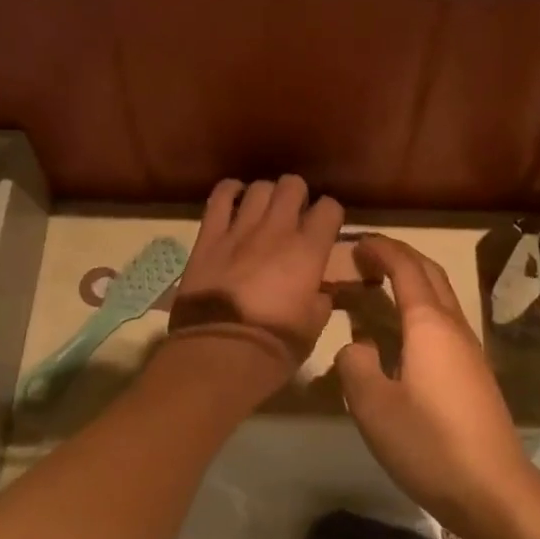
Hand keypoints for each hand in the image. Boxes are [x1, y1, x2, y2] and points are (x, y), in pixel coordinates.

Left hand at [166, 177, 343, 386]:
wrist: (220, 352)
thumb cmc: (274, 345)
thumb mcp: (313, 327)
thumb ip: (320, 299)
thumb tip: (317, 290)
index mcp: (308, 251)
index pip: (330, 208)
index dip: (330, 215)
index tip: (326, 228)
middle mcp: (277, 230)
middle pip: (293, 185)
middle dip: (298, 196)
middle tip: (295, 215)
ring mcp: (240, 229)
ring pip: (259, 188)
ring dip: (266, 195)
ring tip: (265, 211)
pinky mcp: (209, 236)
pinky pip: (220, 197)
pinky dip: (229, 192)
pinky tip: (234, 199)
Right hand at [335, 236, 535, 531]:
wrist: (493, 490)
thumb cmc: (429, 444)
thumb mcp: (373, 406)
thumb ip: (355, 366)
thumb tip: (356, 345)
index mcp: (429, 325)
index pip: (406, 268)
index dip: (381, 249)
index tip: (355, 242)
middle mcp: (454, 328)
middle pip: (430, 274)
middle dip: (399, 257)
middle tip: (365, 257)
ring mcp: (469, 351)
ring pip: (440, 298)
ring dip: (411, 282)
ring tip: (378, 288)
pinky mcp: (473, 375)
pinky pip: (443, 324)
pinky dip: (418, 310)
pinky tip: (400, 336)